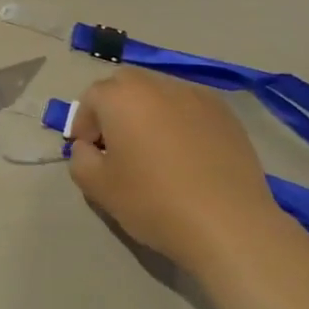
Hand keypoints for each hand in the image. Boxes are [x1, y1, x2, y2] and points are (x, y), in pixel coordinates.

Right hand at [67, 68, 294, 275]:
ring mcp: (196, 95)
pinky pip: (190, 107)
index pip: (91, 98)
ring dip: (148, 112)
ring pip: (160, 93)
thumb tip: (88, 147)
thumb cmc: (154, 202)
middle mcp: (158, 84)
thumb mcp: (98, 188)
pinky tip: (187, 155)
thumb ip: (79, 159)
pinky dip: (180, 121)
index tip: (89, 153)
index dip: (83, 124)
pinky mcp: (225, 112)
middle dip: (115, 109)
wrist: (228, 224)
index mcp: (122, 96)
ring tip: (154, 150)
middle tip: (117, 146)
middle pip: (126, 86)